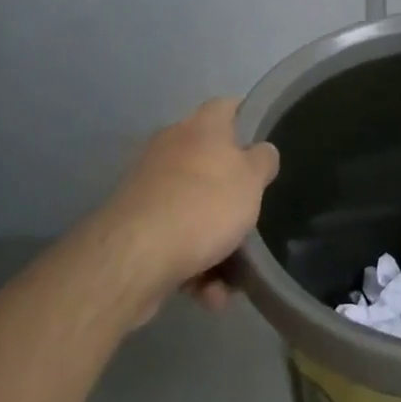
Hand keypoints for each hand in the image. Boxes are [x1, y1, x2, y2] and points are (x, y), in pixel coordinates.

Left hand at [93, 97, 278, 315]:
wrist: (134, 258)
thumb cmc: (204, 205)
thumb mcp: (251, 179)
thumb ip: (263, 161)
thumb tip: (261, 151)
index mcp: (201, 127)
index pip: (228, 107)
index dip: (248, 117)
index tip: (266, 140)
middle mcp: (171, 149)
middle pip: (211, 165)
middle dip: (233, 197)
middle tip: (253, 217)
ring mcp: (149, 189)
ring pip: (194, 210)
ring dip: (216, 245)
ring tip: (231, 280)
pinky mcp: (135, 228)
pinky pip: (175, 242)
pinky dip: (194, 267)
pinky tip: (208, 295)